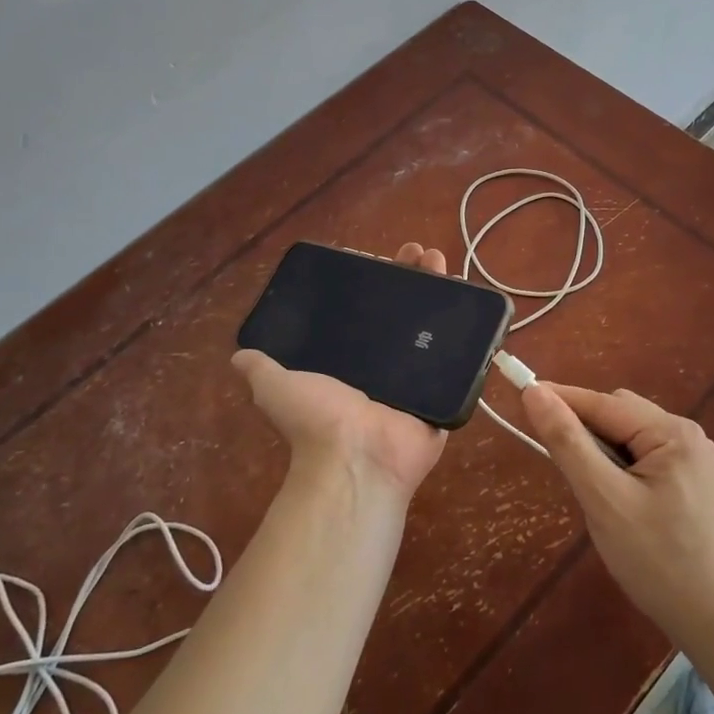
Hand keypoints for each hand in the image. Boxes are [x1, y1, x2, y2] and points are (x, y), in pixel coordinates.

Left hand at [231, 243, 449, 501]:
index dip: (379, 283)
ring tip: (442, 260)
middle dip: (415, 279)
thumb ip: (262, 369)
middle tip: (422, 254)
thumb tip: (240, 356)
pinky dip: (469, 331)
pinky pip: (460, 357)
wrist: (357, 458)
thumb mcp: (277, 387)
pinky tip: (473, 299)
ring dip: (442, 293)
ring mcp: (419, 377)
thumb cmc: (318, 419)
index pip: (370, 310)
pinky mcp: (445, 390)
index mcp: (353, 360)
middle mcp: (387, 365)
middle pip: (406, 312)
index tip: (386, 258)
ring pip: (435, 328)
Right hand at [520, 383, 713, 648]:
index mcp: (673, 432)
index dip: (561, 399)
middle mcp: (687, 435)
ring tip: (590, 492)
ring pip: (628, 437)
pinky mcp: (691, 483)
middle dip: (584, 432)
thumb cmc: (657, 562)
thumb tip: (535, 393)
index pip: (604, 403)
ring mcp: (692, 460)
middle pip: (619, 415)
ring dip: (601, 453)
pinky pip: (642, 458)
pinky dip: (618, 468)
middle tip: (559, 466)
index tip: (520, 396)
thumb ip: (568, 443)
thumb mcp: (604, 500)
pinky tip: (614, 500)